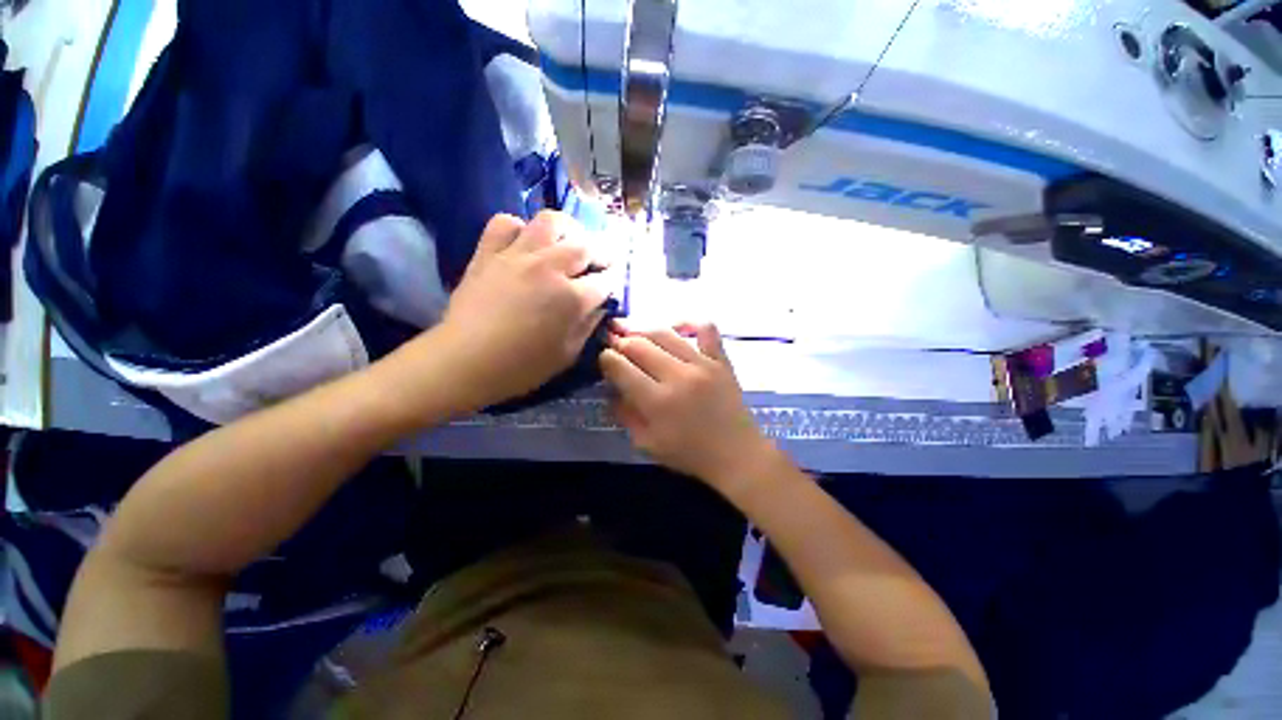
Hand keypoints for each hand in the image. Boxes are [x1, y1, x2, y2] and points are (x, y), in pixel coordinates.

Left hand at [429, 211, 609, 410]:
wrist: (464, 361)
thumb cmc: (521, 367)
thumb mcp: (567, 354)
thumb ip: (589, 325)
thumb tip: (600, 305)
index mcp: (571, 298)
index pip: (605, 280)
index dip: (613, 283)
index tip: (611, 287)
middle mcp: (549, 268)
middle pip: (586, 245)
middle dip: (601, 253)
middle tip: (599, 263)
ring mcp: (517, 256)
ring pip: (550, 221)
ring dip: (567, 229)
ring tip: (568, 243)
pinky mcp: (489, 253)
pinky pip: (505, 223)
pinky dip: (519, 228)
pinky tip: (524, 244)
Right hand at [600, 322, 776, 492]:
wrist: (736, 454)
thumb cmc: (689, 453)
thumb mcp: (646, 443)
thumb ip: (624, 414)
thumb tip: (611, 388)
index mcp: (657, 402)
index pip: (620, 367)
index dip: (606, 359)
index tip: (604, 359)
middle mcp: (677, 376)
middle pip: (638, 345)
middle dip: (620, 342)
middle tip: (615, 345)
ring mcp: (702, 364)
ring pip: (664, 333)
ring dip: (643, 330)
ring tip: (635, 334)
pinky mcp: (720, 359)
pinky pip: (705, 329)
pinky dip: (688, 323)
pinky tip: (676, 328)